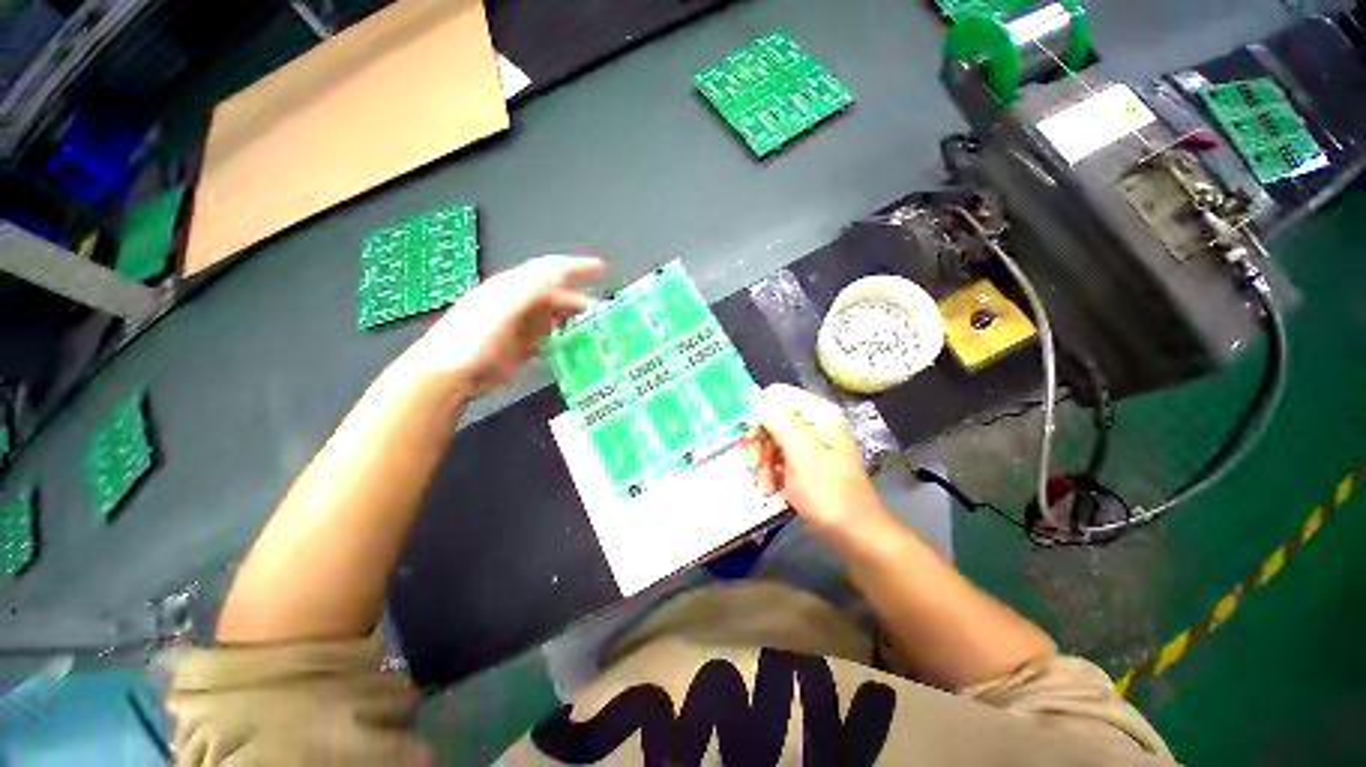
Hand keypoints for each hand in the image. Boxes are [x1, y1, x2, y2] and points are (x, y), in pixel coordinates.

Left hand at [407, 255, 606, 395]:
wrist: (449, 373)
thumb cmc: (473, 337)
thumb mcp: (503, 307)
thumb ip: (532, 288)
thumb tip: (561, 272)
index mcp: (513, 287)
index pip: (549, 269)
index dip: (576, 267)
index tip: (602, 269)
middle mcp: (519, 303)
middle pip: (556, 295)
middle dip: (580, 299)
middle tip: (603, 311)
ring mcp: (521, 326)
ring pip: (555, 317)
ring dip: (575, 320)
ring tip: (595, 329)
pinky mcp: (522, 348)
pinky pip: (550, 338)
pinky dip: (565, 339)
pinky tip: (576, 345)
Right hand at [742, 384, 890, 541]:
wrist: (856, 537)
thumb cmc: (830, 494)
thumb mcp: (802, 456)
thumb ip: (779, 422)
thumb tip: (757, 396)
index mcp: (818, 414)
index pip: (777, 396)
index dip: (757, 411)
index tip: (745, 436)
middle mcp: (813, 423)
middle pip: (770, 418)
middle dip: (758, 443)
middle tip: (752, 466)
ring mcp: (808, 444)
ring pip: (769, 440)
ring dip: (762, 463)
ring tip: (765, 487)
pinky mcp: (803, 464)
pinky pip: (776, 458)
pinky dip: (769, 472)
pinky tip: (771, 490)